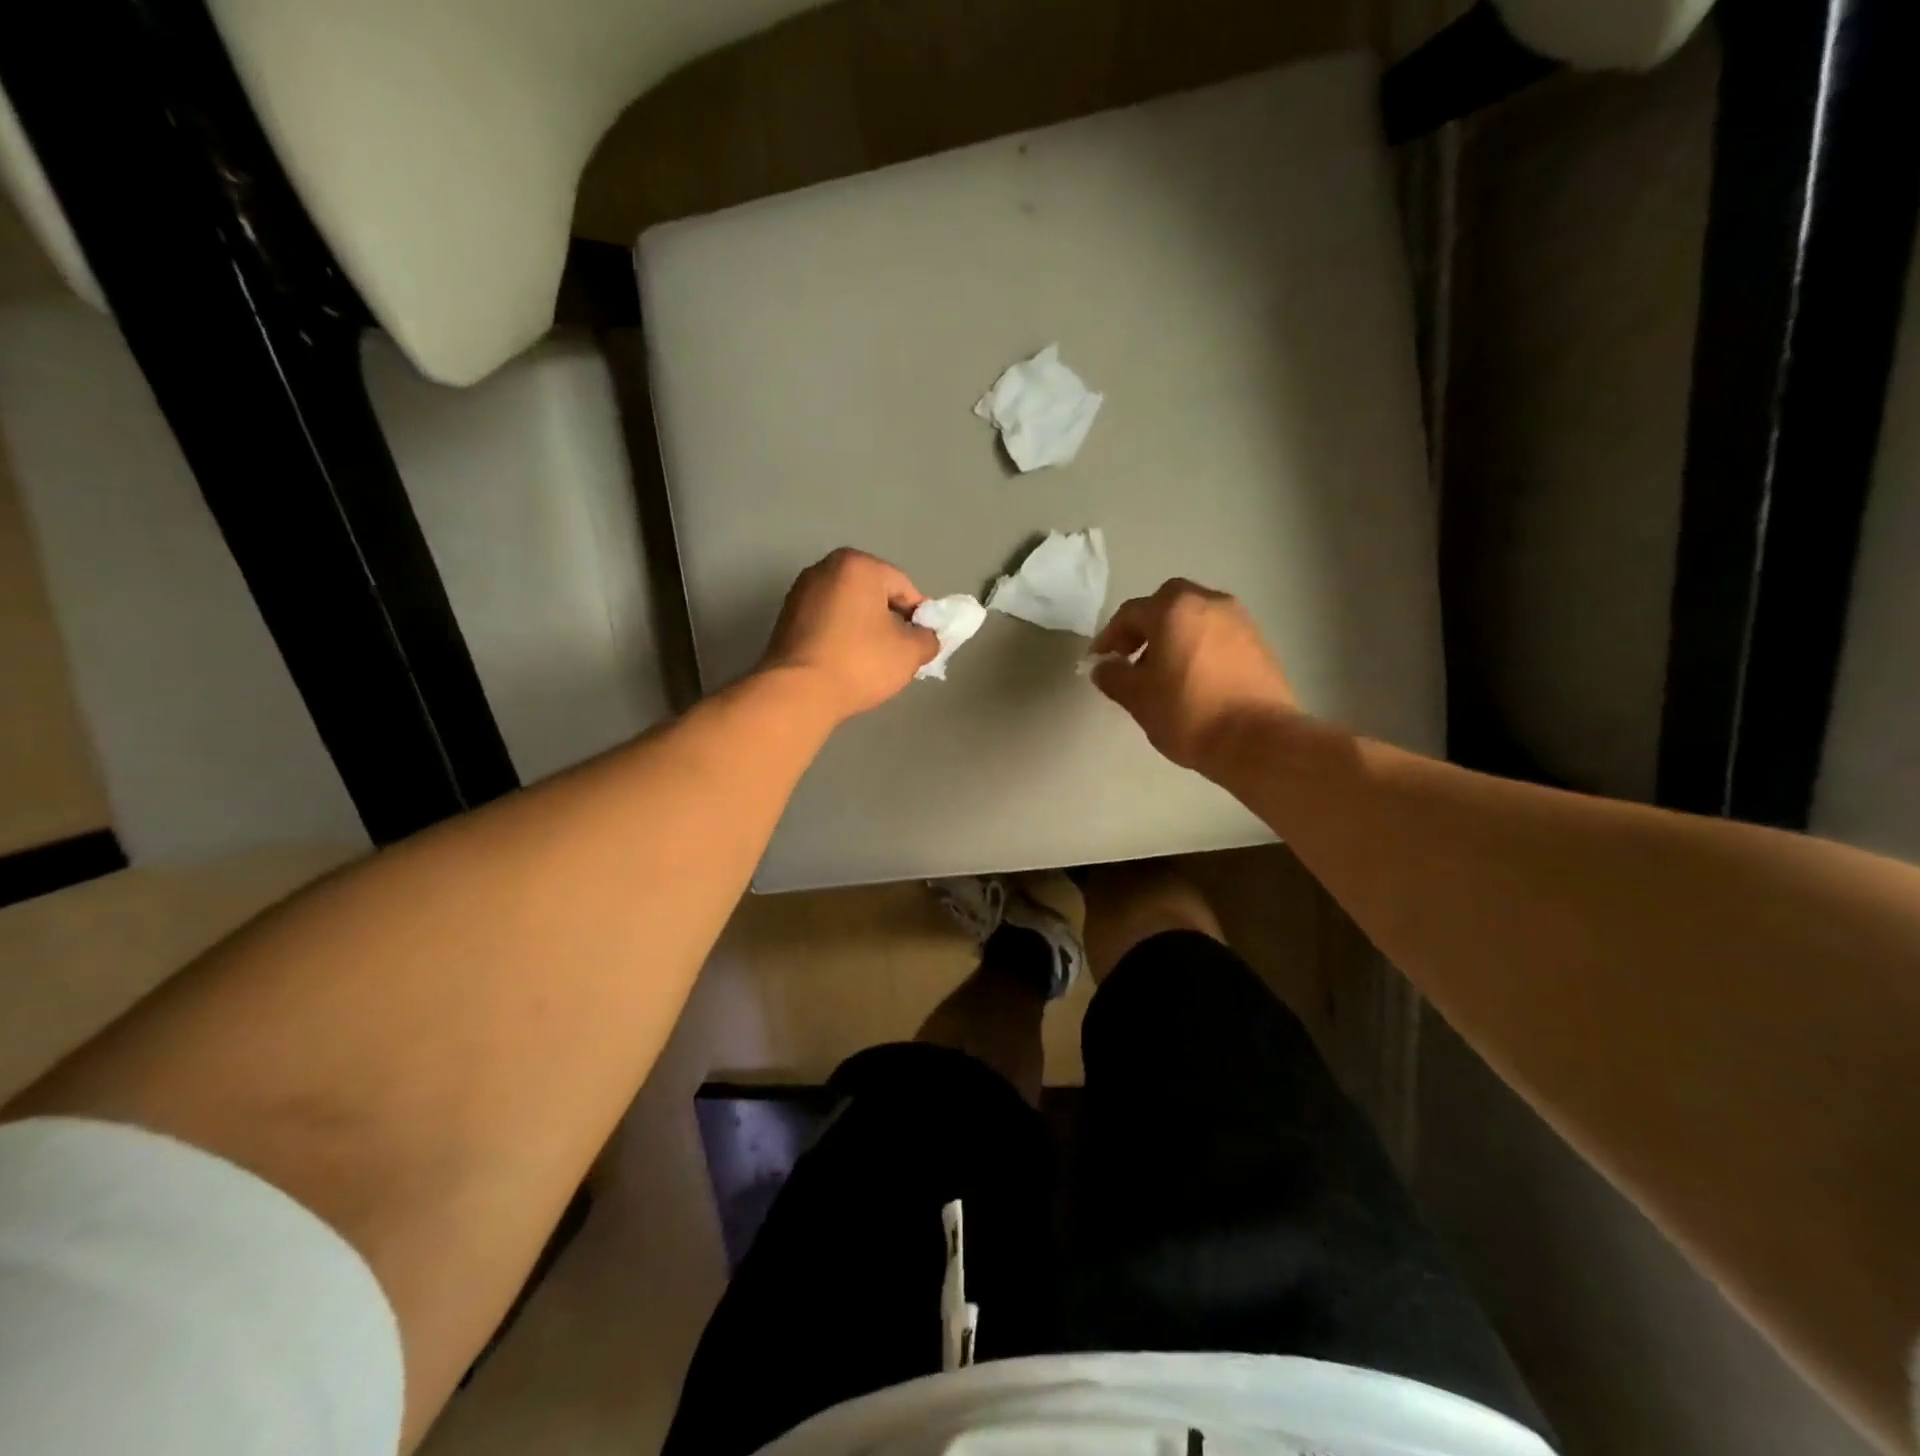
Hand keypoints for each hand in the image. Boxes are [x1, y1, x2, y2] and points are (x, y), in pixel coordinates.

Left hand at [759, 548, 937, 721]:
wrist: (798, 693)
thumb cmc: (860, 663)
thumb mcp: (910, 652)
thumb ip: (929, 638)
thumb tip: (926, 637)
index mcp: (858, 565)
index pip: (904, 588)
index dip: (920, 618)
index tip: (922, 644)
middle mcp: (825, 568)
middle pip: (874, 594)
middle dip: (891, 621)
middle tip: (899, 654)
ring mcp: (800, 591)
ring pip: (849, 609)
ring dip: (865, 630)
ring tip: (872, 662)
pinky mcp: (785, 617)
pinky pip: (827, 622)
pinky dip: (842, 637)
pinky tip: (846, 663)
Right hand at [1089, 578, 1297, 771]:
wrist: (1258, 739)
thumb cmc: (1188, 712)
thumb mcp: (1138, 698)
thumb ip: (1114, 677)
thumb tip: (1104, 667)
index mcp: (1173, 609)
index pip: (1130, 613)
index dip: (1108, 637)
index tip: (1099, 662)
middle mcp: (1209, 602)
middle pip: (1167, 604)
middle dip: (1145, 627)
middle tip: (1131, 657)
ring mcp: (1239, 620)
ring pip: (1194, 617)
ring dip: (1173, 636)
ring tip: (1162, 673)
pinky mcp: (1259, 642)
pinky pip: (1217, 634)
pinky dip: (1198, 647)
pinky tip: (1192, 679)